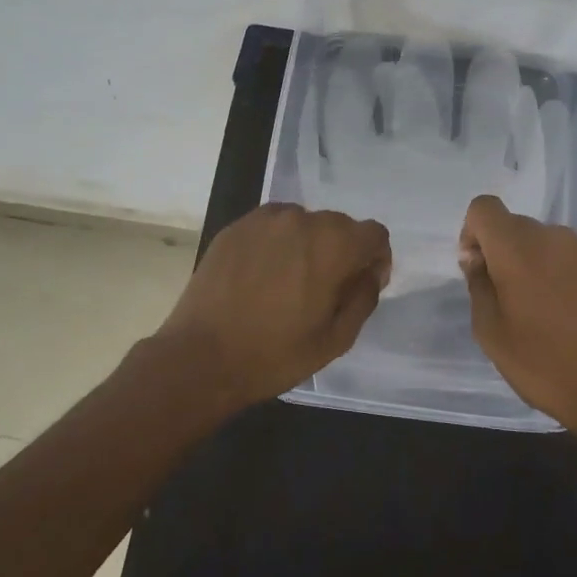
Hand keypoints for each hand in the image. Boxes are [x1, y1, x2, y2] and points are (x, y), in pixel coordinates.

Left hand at [157, 203, 391, 405]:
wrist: (201, 357)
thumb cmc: (275, 354)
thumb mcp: (336, 339)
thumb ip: (364, 298)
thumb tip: (369, 273)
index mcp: (333, 245)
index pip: (374, 234)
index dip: (375, 259)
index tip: (361, 285)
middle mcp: (302, 220)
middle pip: (340, 225)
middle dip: (342, 251)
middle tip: (325, 289)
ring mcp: (264, 219)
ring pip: (304, 223)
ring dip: (308, 245)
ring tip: (289, 281)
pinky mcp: (236, 227)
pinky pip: (272, 226)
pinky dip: (277, 243)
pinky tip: (262, 275)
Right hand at [459, 194, 576, 432]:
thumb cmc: (544, 364)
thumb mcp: (491, 332)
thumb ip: (478, 286)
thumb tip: (477, 260)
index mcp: (517, 247)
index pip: (484, 207)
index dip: (472, 232)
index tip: (477, 270)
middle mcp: (552, 237)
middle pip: (515, 225)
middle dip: (501, 251)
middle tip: (504, 298)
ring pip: (545, 243)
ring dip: (532, 264)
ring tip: (539, 311)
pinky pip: (571, 260)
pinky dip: (560, 276)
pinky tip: (569, 317)